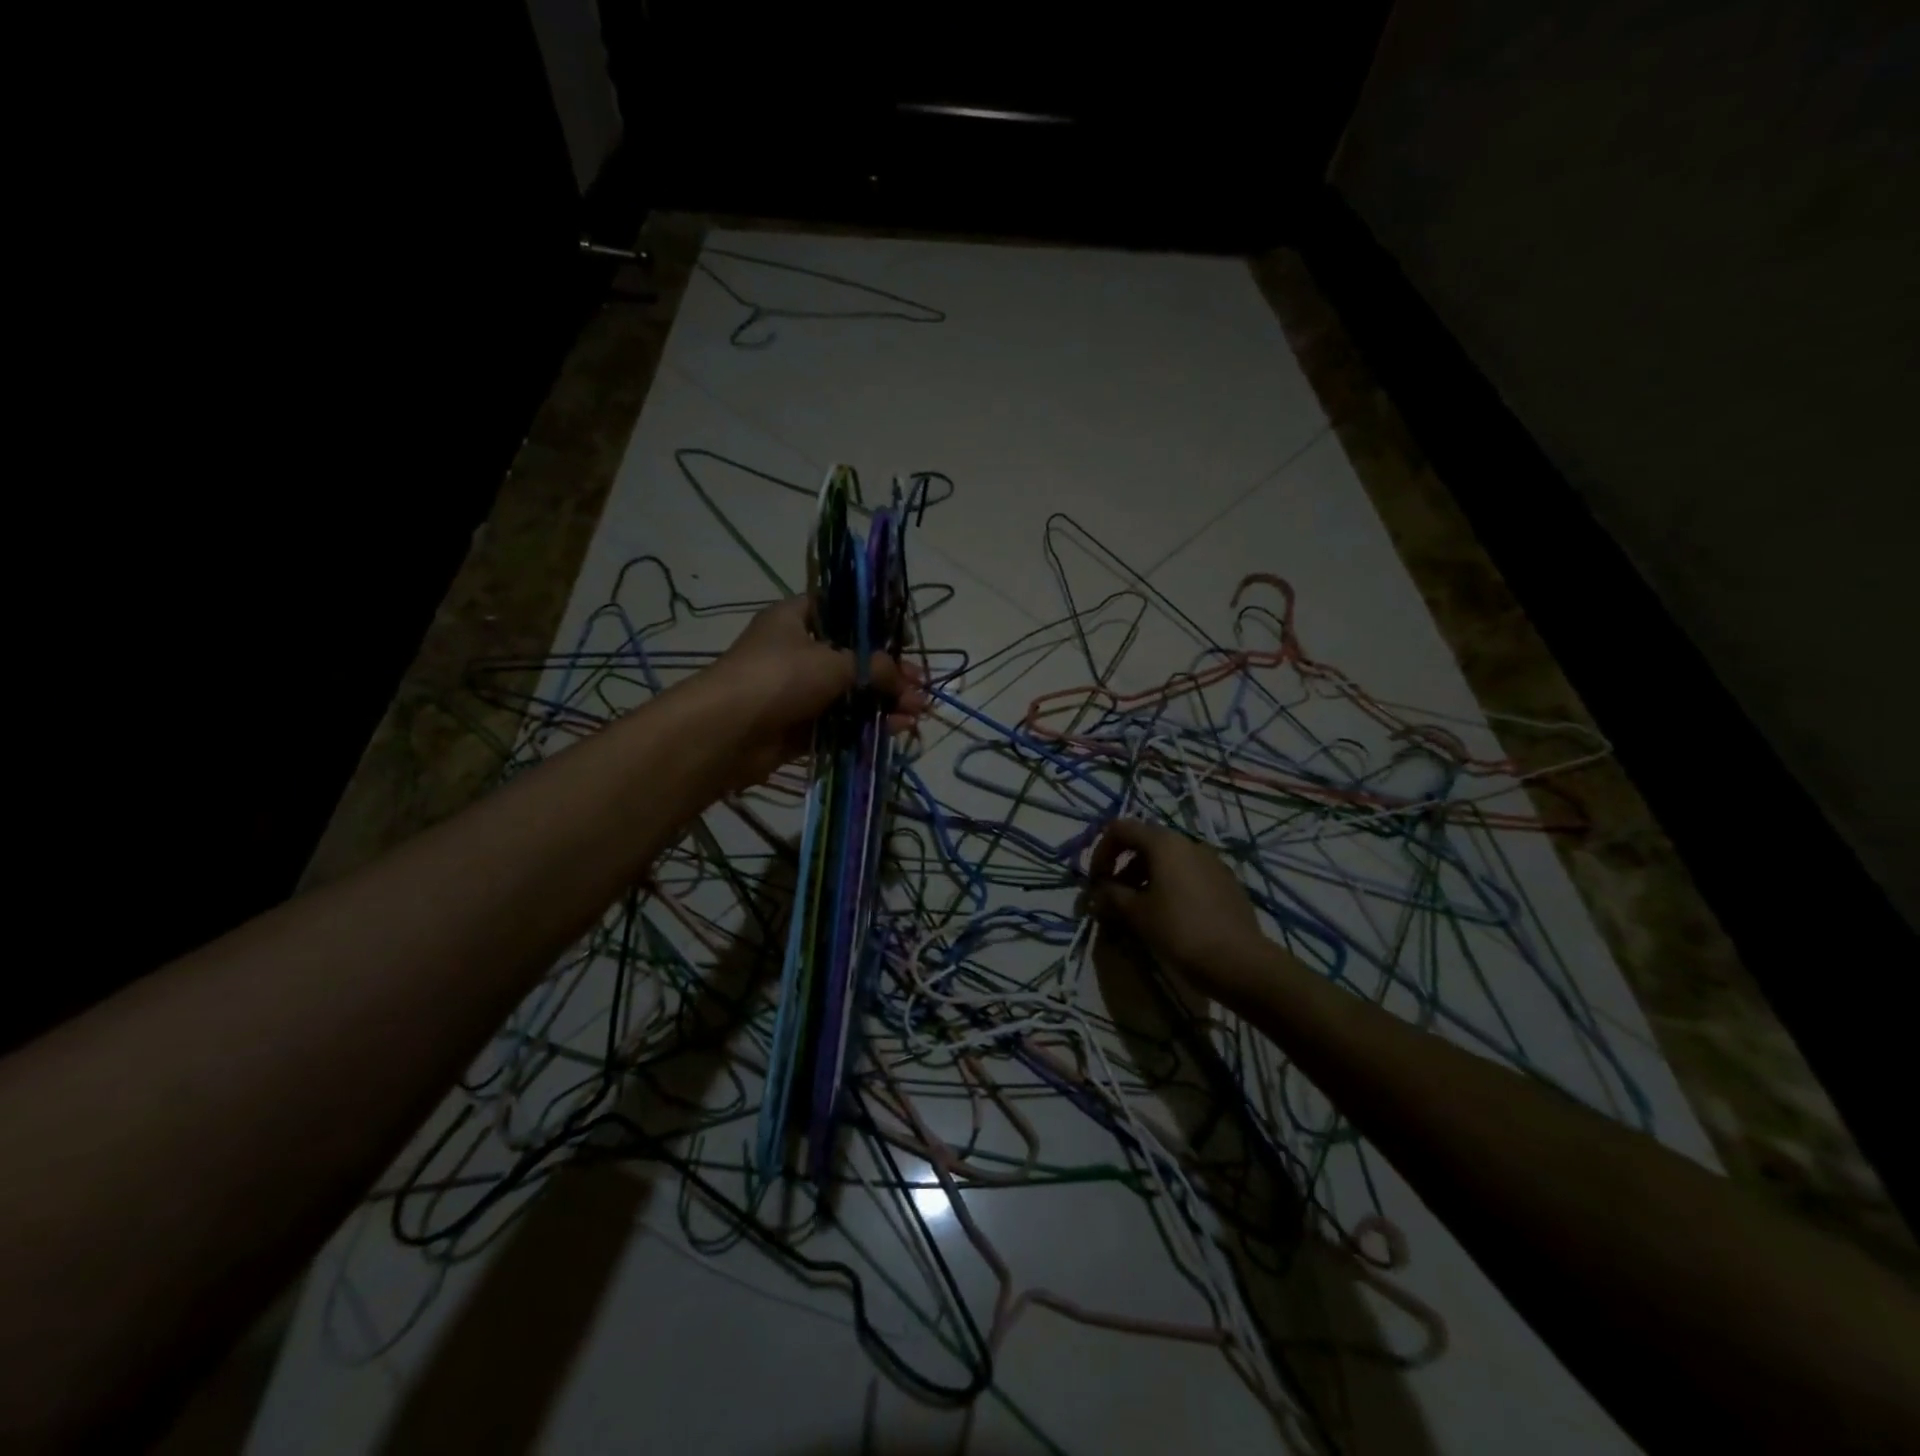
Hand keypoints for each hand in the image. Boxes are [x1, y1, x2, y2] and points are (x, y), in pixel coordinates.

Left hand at [701, 595, 927, 789]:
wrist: (726, 732)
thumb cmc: (779, 678)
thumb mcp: (835, 662)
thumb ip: (876, 667)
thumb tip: (906, 681)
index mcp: (796, 618)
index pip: (842, 610)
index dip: (876, 623)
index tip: (906, 640)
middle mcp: (797, 651)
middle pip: (853, 657)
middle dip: (889, 674)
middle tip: (920, 688)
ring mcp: (797, 691)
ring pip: (849, 693)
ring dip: (884, 702)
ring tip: (917, 713)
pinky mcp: (798, 726)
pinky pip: (840, 723)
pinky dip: (867, 725)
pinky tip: (896, 729)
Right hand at [1087, 819, 1266, 996]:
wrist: (1239, 961)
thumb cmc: (1179, 930)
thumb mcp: (1137, 913)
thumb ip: (1111, 895)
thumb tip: (1098, 892)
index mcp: (1164, 843)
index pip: (1120, 829)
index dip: (1101, 852)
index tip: (1096, 882)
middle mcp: (1188, 843)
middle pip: (1145, 843)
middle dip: (1122, 867)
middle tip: (1113, 898)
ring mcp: (1211, 861)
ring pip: (1168, 860)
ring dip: (1145, 878)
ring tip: (1138, 910)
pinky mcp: (1225, 881)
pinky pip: (1188, 874)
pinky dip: (1169, 886)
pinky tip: (1168, 915)